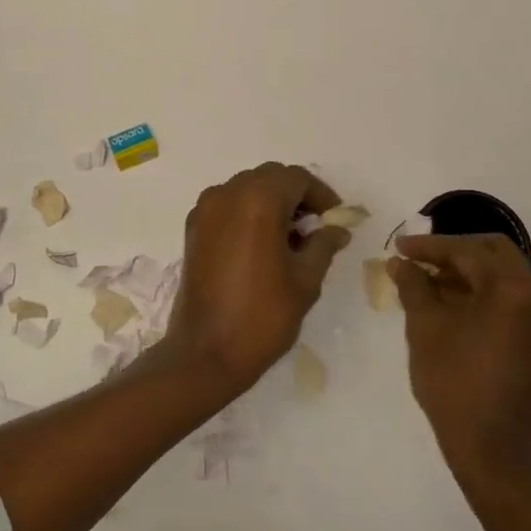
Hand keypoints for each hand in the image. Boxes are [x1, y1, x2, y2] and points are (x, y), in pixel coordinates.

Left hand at [165, 163, 350, 397]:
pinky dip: (247, 212)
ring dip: (271, 202)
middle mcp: (228, 194)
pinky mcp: (193, 228)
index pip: (297, 178)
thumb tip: (337, 230)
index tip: (335, 219)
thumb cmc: (262, 316)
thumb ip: (323, 245)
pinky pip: (227, 204)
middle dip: (296, 195)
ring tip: (290, 237)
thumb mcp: (305, 281)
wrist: (205, 352)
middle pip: (270, 177)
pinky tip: (261, 244)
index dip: (321, 195)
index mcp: (258, 201)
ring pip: (247, 188)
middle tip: (316, 226)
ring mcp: (206, 210)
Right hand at [391, 234, 530, 485]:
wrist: (493, 450)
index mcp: (515, 290)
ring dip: (466, 272)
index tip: (399, 247)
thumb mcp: (425, 328)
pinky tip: (450, 302)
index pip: (468, 251)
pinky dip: (482, 293)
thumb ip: (413, 286)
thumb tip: (399, 262)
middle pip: (493, 254)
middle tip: (417, 260)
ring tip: (426, 281)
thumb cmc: (455, 385)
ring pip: (503, 275)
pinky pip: (511, 298)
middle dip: (452, 253)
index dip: (430, 247)